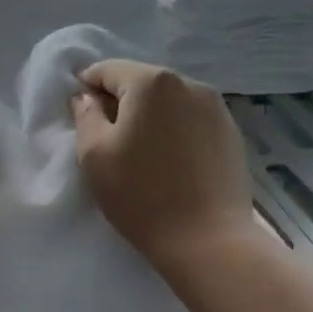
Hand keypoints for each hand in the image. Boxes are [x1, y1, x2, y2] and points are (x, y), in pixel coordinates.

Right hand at [71, 59, 259, 268]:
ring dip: (149, 115)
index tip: (81, 117)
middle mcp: (188, 82)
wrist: (208, 241)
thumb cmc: (142, 195)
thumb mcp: (94, 155)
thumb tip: (86, 96)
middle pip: (141, 81)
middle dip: (120, 101)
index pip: (107, 70)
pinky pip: (191, 117)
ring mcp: (215, 106)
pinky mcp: (231, 131)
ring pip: (168, 99)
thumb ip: (85, 115)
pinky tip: (170, 159)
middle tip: (108, 138)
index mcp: (151, 82)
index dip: (87, 89)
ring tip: (141, 151)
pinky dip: (174, 128)